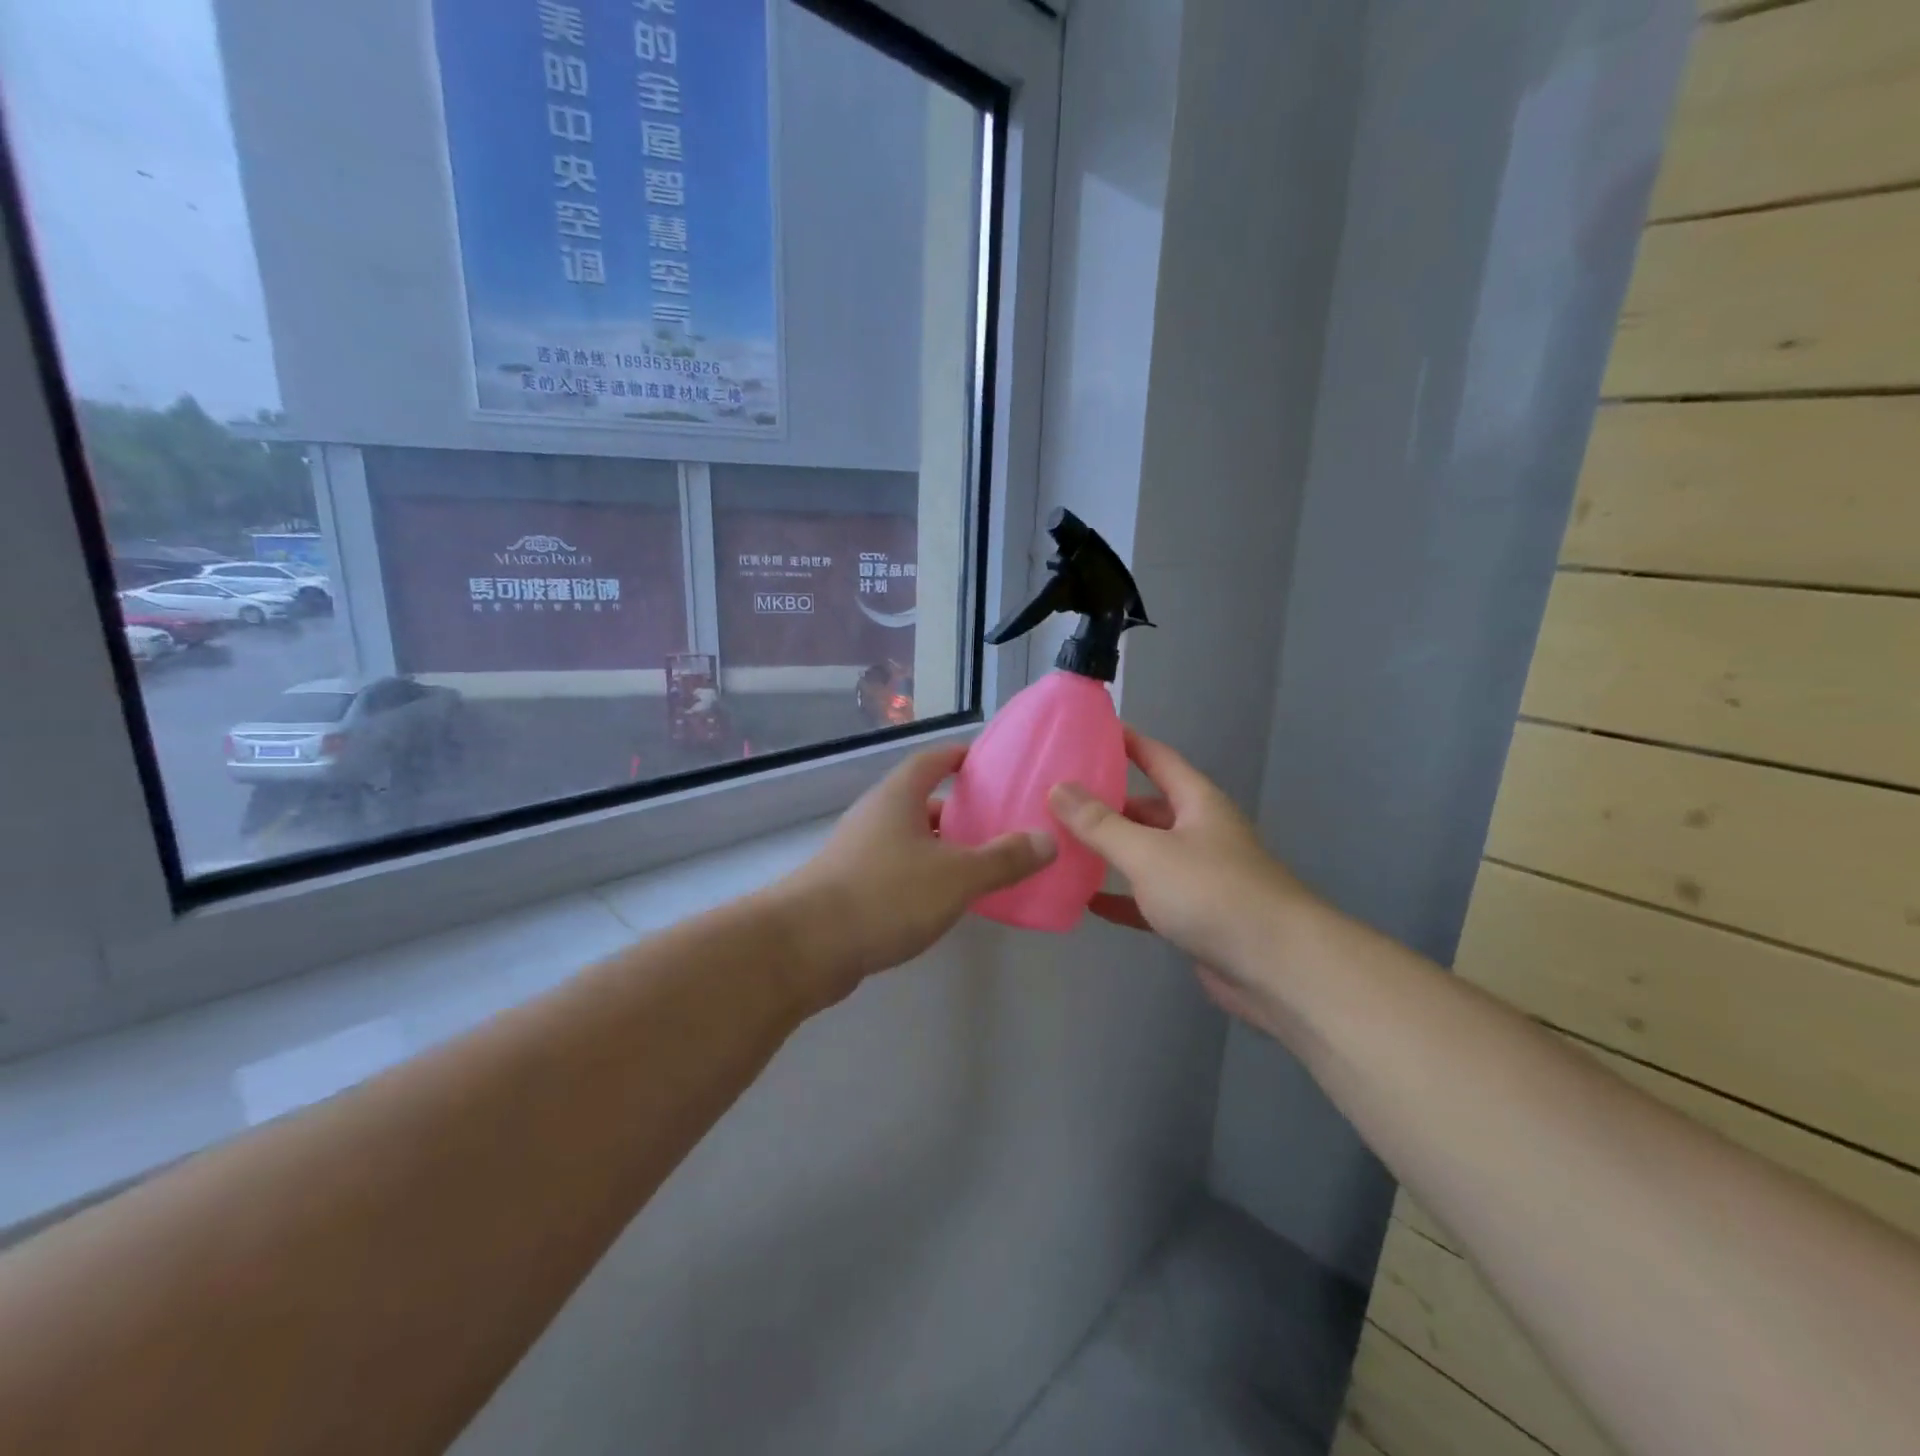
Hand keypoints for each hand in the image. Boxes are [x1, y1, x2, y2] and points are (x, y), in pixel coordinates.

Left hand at [777, 744, 1055, 1003]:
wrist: (806, 946)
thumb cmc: (885, 895)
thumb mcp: (956, 876)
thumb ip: (1004, 859)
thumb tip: (1048, 839)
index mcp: (898, 797)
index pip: (931, 760)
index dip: (960, 756)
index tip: (990, 762)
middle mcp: (875, 816)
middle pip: (921, 800)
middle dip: (958, 808)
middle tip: (997, 821)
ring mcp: (857, 852)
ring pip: (909, 838)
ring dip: (941, 846)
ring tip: (980, 863)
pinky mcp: (849, 887)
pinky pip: (896, 869)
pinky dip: (923, 875)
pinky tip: (943, 900)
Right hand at [1047, 729, 1310, 1008]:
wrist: (1278, 968)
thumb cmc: (1213, 893)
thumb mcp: (1148, 852)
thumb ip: (1100, 823)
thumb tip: (1058, 788)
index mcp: (1197, 803)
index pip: (1157, 758)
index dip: (1126, 742)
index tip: (1088, 730)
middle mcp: (1199, 833)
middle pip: (1146, 809)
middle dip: (1105, 803)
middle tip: (1055, 798)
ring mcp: (1198, 876)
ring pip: (1145, 855)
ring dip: (1109, 852)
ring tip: (1061, 844)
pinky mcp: (1195, 917)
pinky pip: (1148, 899)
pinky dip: (1121, 898)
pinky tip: (1086, 900)